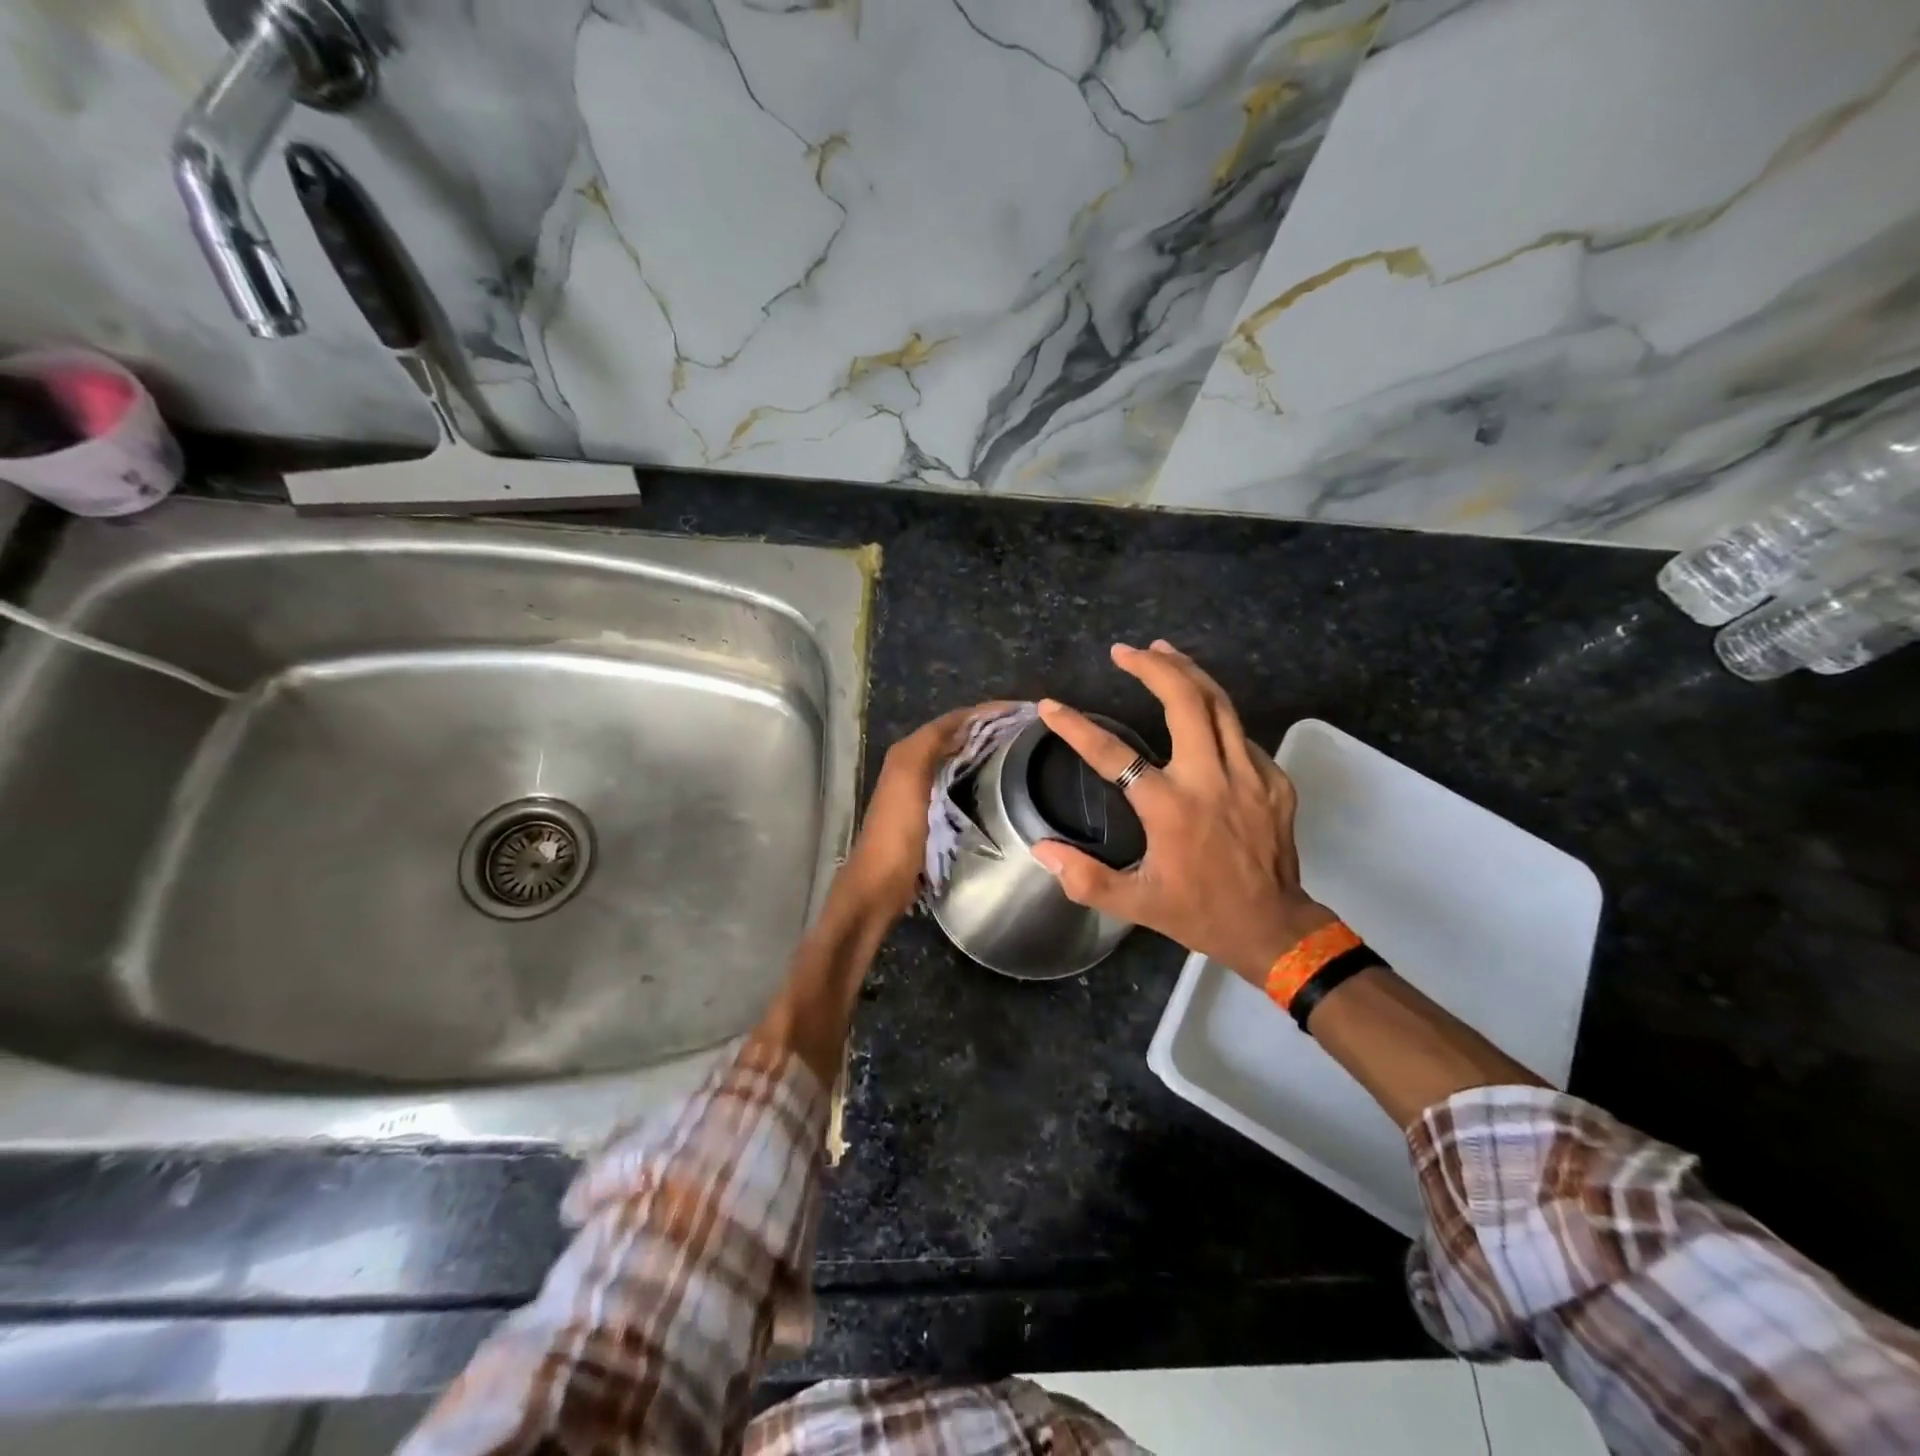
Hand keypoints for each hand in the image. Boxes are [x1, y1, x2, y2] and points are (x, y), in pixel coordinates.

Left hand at [837, 703, 1011, 919]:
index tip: (1021, 711)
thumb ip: (930, 744)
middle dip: (988, 729)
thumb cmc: (897, 830)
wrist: (881, 883)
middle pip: (956, 738)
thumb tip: (967, 722)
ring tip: (1020, 751)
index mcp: (909, 753)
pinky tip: (999, 783)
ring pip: (959, 760)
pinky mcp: (932, 815)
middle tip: (1027, 730)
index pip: (952, 721)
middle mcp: (913, 765)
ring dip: (985, 751)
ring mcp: (922, 791)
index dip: (984, 713)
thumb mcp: (910, 778)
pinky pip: (959, 784)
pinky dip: (978, 776)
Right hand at [1031, 642, 1334, 983]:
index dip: (1075, 727)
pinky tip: (1201, 713)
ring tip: (1162, 651)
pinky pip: (1240, 734)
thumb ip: (1084, 878)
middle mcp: (1210, 779)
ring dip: (1189, 672)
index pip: (1113, 754)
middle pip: (1185, 702)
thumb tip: (1041, 849)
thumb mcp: (1135, 903)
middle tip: (1124, 650)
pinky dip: (1217, 714)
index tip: (1050, 706)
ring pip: (1221, 704)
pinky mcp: (1274, 780)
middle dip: (1153, 667)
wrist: (1274, 928)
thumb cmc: (1199, 913)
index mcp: (1170, 808)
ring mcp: (1249, 775)